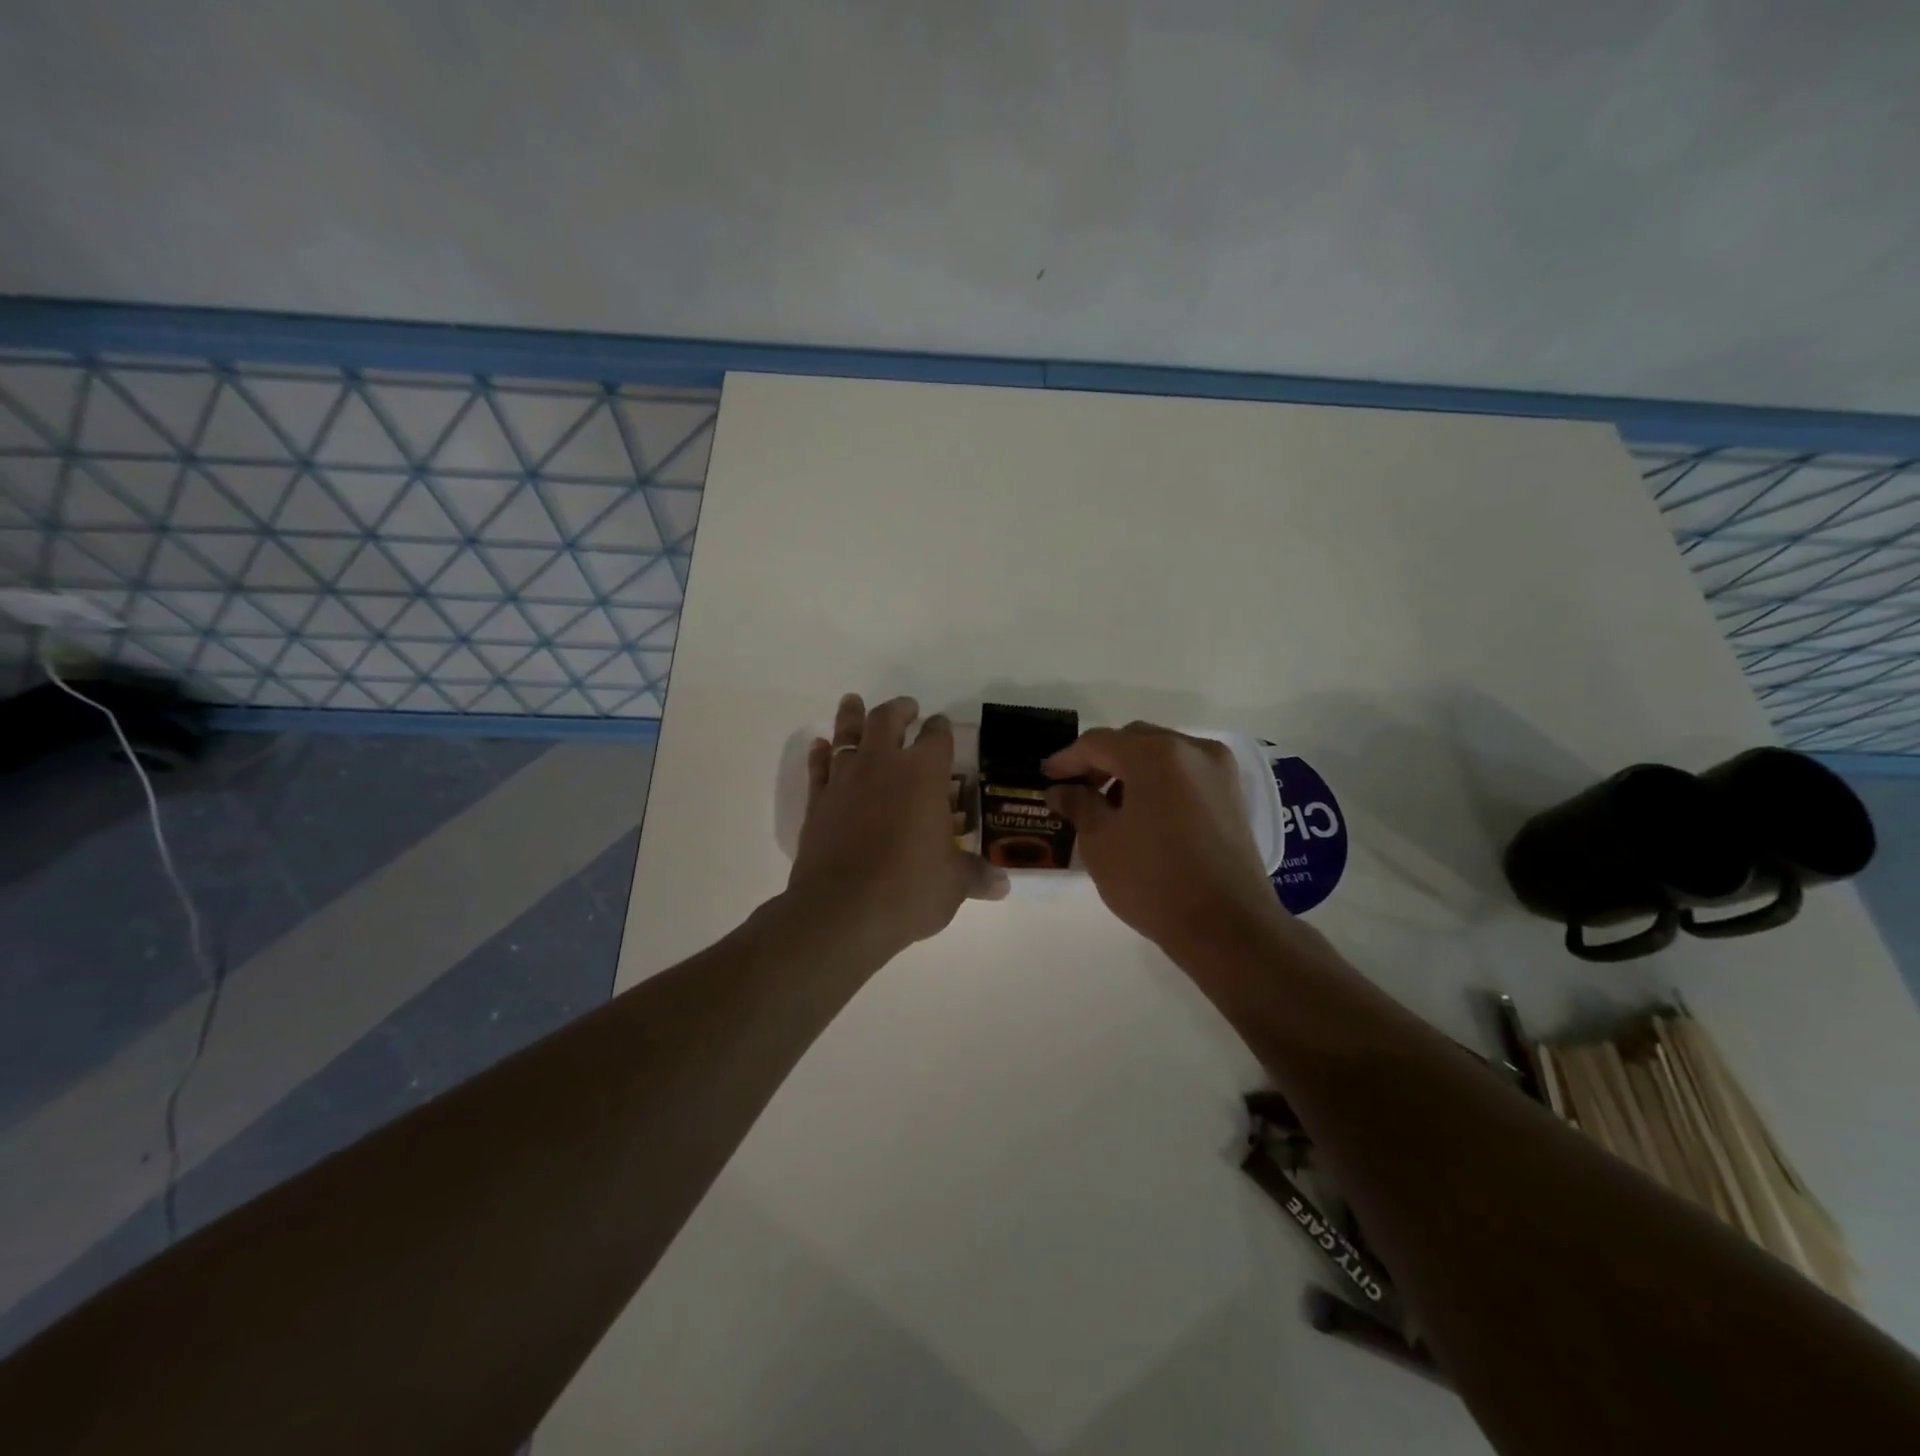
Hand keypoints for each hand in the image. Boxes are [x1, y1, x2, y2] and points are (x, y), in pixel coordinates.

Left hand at [787, 694, 1007, 960]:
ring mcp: (845, 781)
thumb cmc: (909, 889)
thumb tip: (1002, 886)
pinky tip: (820, 746)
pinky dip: (820, 753)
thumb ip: (976, 876)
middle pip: (888, 720)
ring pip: (847, 735)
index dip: (941, 728)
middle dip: (899, 710)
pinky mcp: (817, 802)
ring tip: (853, 702)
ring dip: (852, 716)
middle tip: (907, 708)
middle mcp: (883, 765)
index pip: (937, 737)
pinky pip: (818, 768)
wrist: (842, 911)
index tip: (941, 725)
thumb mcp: (953, 884)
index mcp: (924, 774)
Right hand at [1046, 723, 1282, 954]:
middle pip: (1134, 740)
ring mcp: (1219, 771)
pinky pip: (1185, 773)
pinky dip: (1159, 782)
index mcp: (1156, 755)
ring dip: (1131, 770)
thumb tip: (1061, 789)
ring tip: (1108, 805)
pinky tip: (1143, 813)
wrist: (1227, 927)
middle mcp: (1193, 750)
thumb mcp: (1100, 842)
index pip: (1099, 743)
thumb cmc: (1153, 881)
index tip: (1046, 777)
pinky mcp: (1233, 796)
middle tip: (1076, 789)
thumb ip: (1078, 804)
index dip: (1067, 759)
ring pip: (1162, 754)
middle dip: (1101, 760)